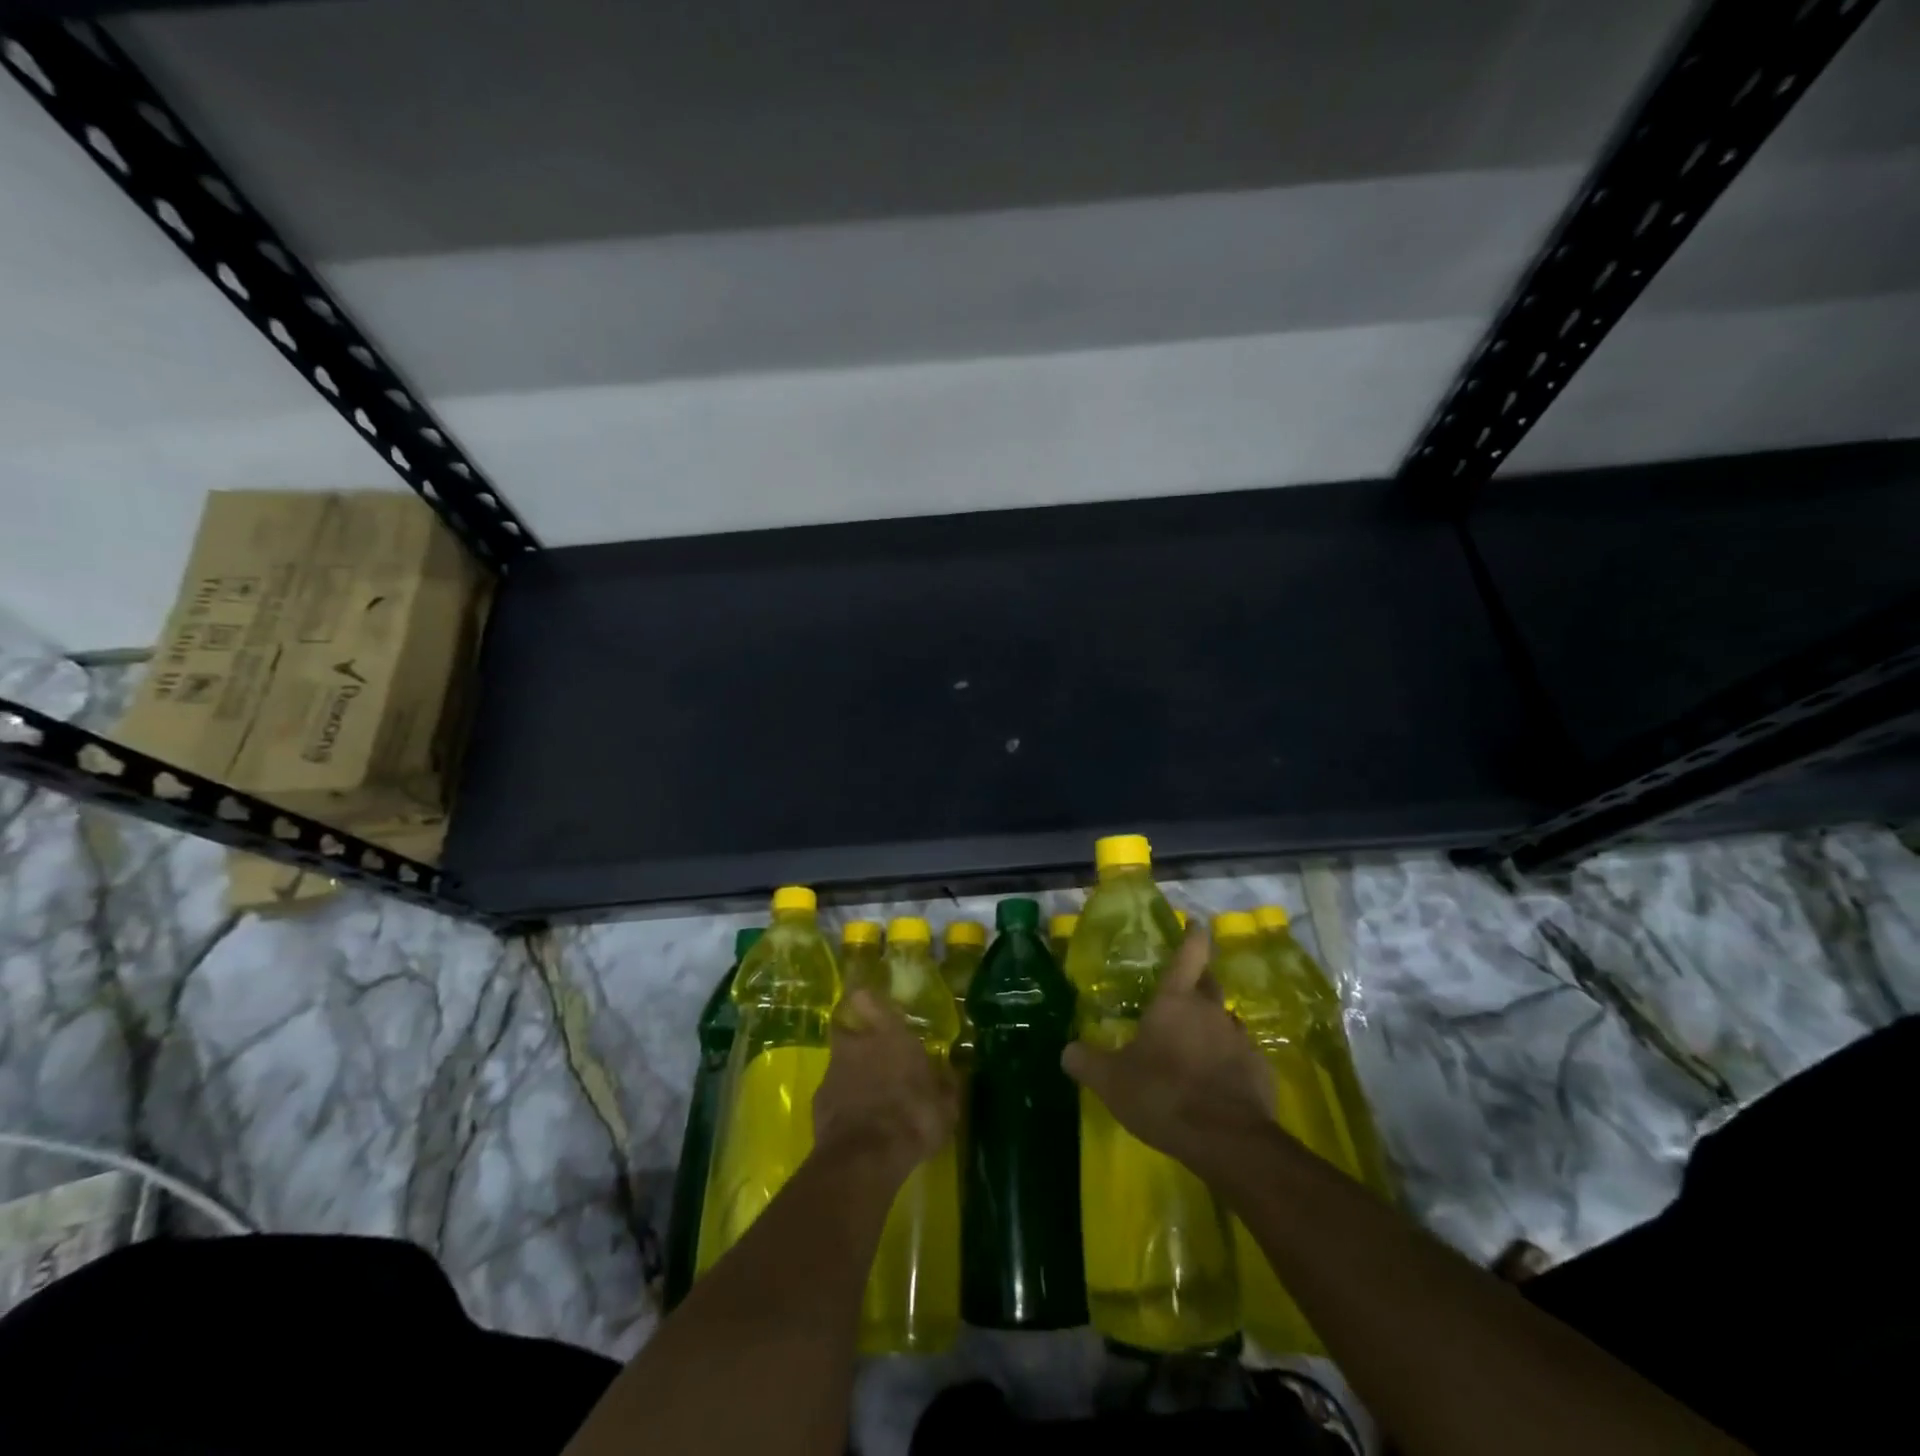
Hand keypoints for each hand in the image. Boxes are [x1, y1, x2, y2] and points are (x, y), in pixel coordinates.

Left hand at [812, 990, 958, 1181]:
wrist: (866, 1157)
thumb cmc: (914, 1119)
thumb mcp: (945, 1106)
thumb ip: (946, 1085)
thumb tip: (950, 1072)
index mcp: (891, 1036)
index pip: (867, 999)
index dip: (865, 999)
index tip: (865, 999)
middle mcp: (858, 1045)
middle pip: (845, 1029)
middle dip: (854, 1039)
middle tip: (869, 1057)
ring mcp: (833, 1072)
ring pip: (839, 1064)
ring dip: (850, 1076)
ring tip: (866, 1099)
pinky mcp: (818, 1101)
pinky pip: (832, 1095)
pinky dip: (841, 1103)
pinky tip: (855, 1123)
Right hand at [1062, 926, 1275, 1179]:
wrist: (1228, 1141)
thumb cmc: (1163, 1095)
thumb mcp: (1111, 1081)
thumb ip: (1086, 1061)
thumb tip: (1067, 1051)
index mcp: (1176, 1001)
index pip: (1189, 954)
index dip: (1193, 935)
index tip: (1195, 923)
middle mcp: (1211, 1012)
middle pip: (1210, 983)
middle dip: (1199, 980)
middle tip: (1184, 989)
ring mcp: (1240, 1041)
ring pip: (1225, 1022)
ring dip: (1211, 1027)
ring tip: (1195, 1045)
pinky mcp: (1260, 1073)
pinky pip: (1241, 1058)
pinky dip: (1228, 1063)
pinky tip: (1215, 1084)